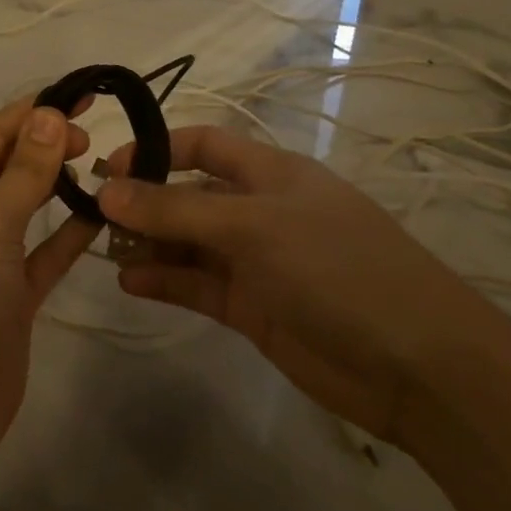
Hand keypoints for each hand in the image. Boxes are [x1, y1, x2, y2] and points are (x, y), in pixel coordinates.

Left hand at [0, 96, 100, 462]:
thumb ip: (22, 173)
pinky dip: (68, 235)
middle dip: (45, 145)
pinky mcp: (8, 296)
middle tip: (94, 133)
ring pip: (25, 209)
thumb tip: (48, 113)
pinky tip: (100, 215)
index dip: (32, 112)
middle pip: (6, 168)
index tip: (79, 94)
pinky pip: (42, 254)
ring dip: (56, 186)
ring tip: (101, 162)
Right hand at [100, 125, 507, 442]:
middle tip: (93, 219)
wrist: (417, 365)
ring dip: (149, 245)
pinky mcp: (253, 308)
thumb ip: (174, 212)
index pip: (204, 144)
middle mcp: (260, 211)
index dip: (156, 149)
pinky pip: (197, 285)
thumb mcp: (251, 228)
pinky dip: (165, 282)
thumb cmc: (336, 268)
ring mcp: (256, 262)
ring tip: (103, 253)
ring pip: (188, 244)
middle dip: (144, 203)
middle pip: (189, 196)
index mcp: (270, 174)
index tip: (108, 168)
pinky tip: (130, 284)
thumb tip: (106, 191)